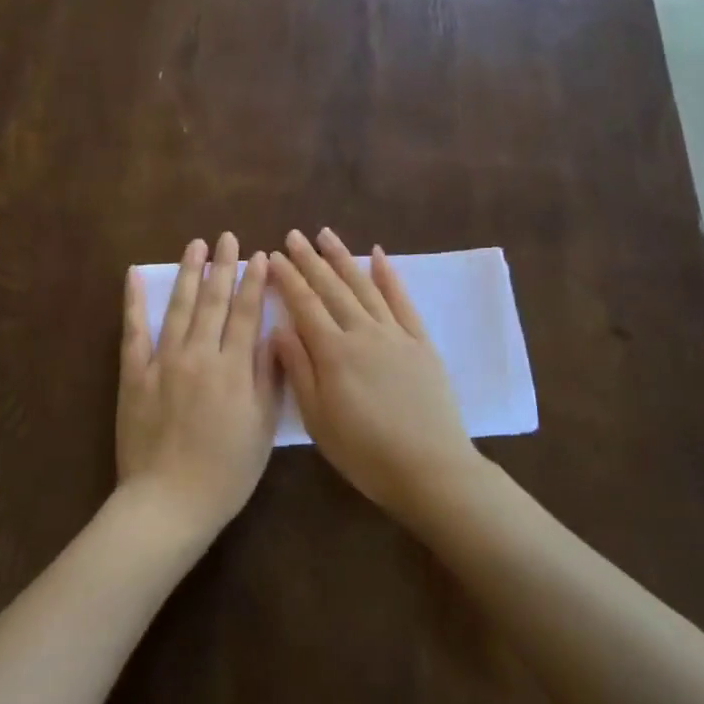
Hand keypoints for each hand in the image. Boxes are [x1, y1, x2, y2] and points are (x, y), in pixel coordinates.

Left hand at [116, 233, 278, 539]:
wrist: (168, 502)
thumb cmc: (226, 471)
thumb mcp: (261, 428)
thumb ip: (268, 377)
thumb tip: (273, 333)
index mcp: (232, 368)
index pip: (246, 314)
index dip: (254, 283)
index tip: (260, 256)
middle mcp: (198, 355)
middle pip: (213, 302)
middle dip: (224, 267)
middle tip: (228, 237)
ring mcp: (162, 361)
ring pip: (179, 307)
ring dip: (189, 274)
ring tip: (196, 245)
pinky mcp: (134, 374)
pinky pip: (133, 331)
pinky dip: (134, 302)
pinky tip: (135, 276)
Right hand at [270, 228, 480, 517]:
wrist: (430, 468)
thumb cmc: (364, 452)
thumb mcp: (318, 419)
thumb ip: (298, 370)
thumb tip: (278, 328)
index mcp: (333, 352)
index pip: (304, 305)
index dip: (288, 279)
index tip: (274, 256)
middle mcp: (362, 332)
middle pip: (332, 289)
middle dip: (310, 260)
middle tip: (294, 235)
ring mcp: (395, 334)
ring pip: (364, 287)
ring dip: (343, 259)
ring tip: (326, 235)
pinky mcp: (420, 342)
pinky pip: (402, 302)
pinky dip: (389, 277)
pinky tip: (378, 256)